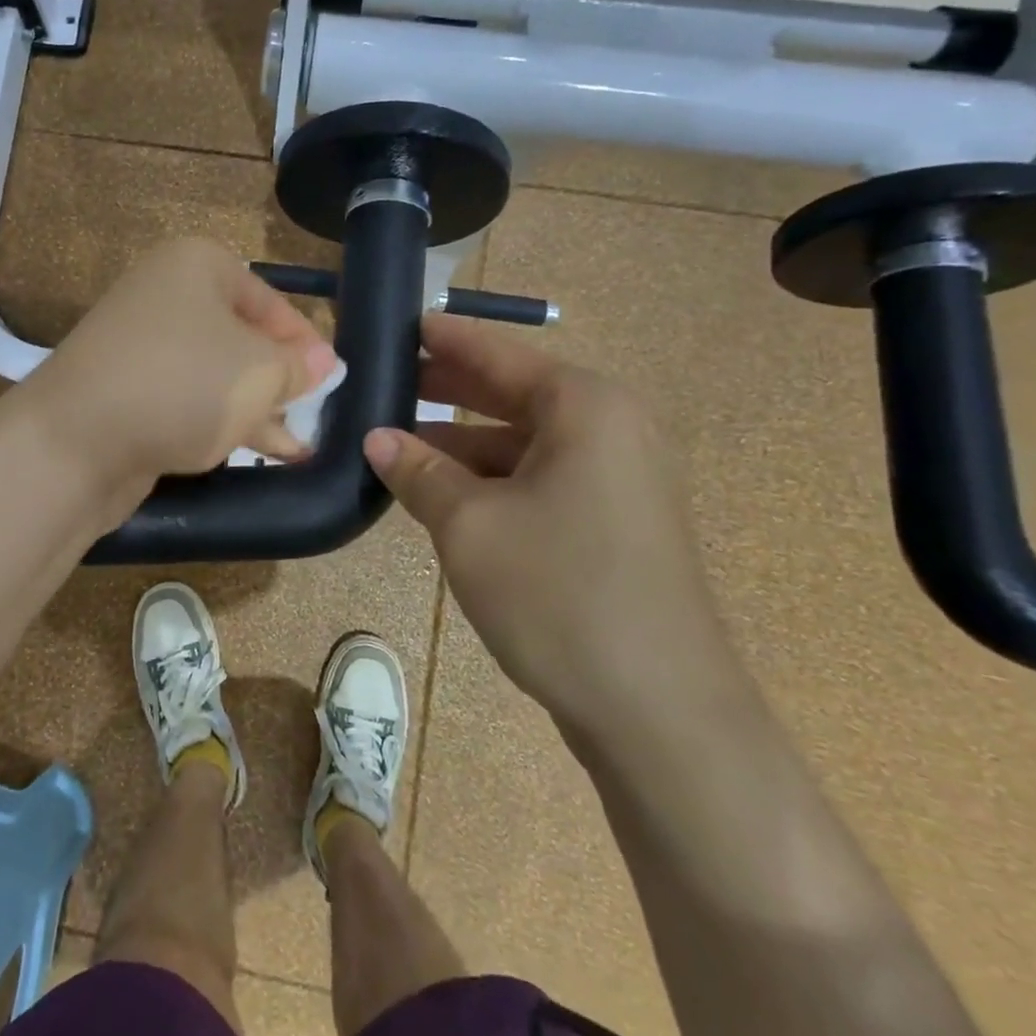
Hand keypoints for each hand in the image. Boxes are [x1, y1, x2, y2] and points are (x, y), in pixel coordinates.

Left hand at [25, 239, 335, 505]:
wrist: (74, 441)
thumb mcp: (259, 372)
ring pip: (215, 374)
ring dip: (256, 408)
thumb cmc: (183, 385)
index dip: (304, 343)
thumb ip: (297, 367)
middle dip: (280, 381)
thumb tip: (323, 363)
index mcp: (196, 266)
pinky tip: (257, 453)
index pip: (270, 301)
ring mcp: (140, 346)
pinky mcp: (125, 391)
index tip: (331, 382)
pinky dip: (220, 422)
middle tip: (313, 416)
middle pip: (241, 337)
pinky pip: (186, 400)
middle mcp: (165, 296)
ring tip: (298, 446)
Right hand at [364, 314, 744, 739]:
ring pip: (521, 442)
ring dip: (460, 443)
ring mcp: (617, 478)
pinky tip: (440, 491)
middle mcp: (610, 428)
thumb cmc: (558, 592)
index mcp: (585, 406)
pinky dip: (489, 479)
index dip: (441, 339)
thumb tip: (376, 438)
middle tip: (381, 380)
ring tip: (394, 441)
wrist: (660, 711)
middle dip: (444, 389)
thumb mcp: (469, 525)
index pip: (496, 353)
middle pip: (510, 393)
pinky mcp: (613, 521)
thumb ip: (418, 471)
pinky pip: (538, 478)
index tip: (395, 324)